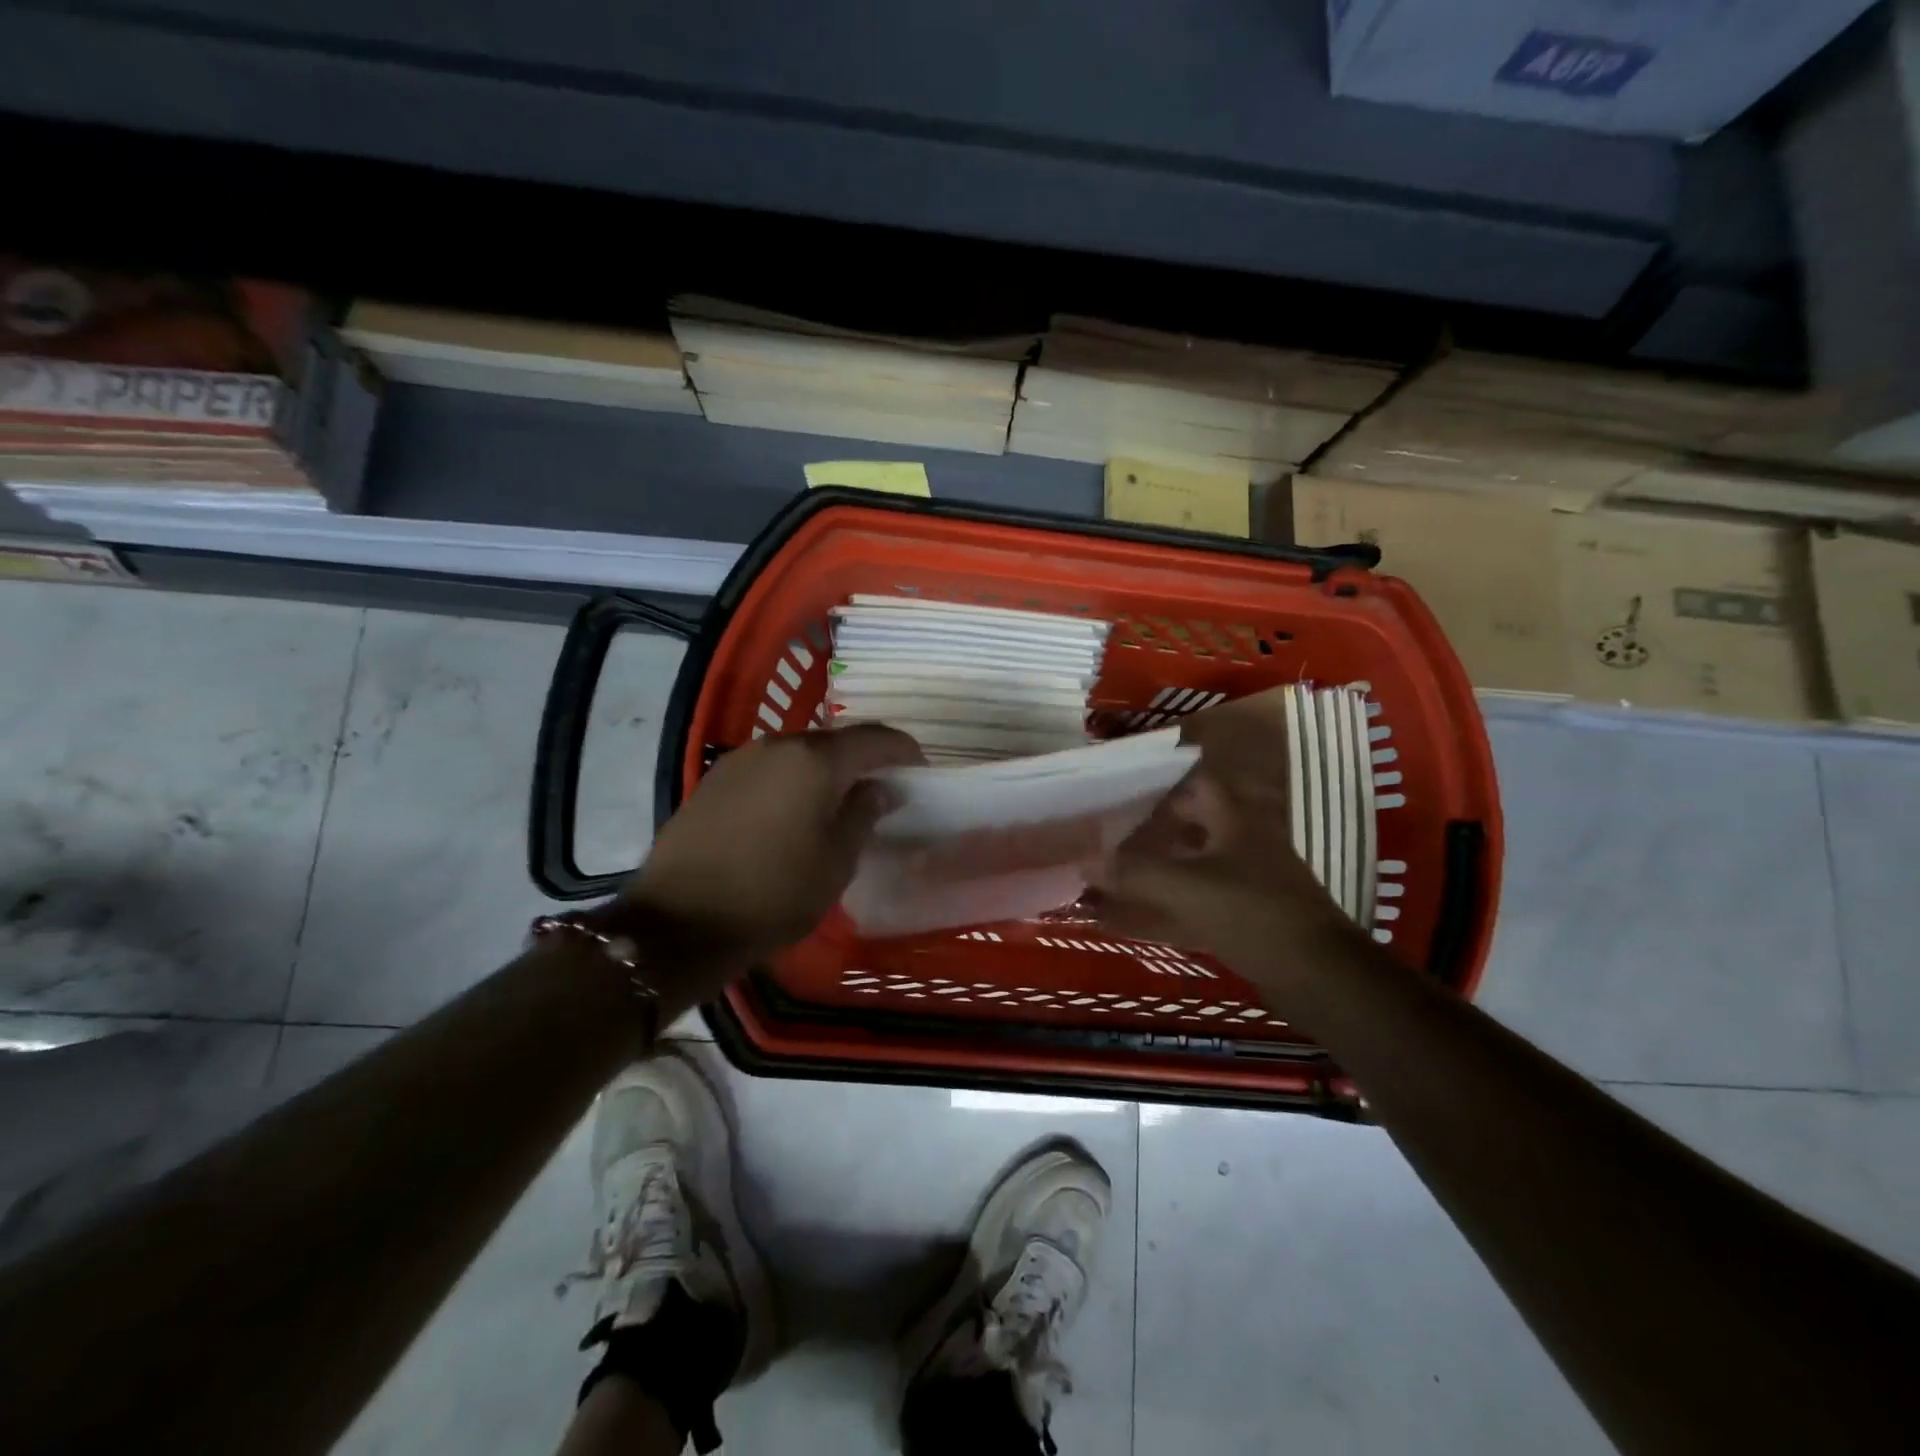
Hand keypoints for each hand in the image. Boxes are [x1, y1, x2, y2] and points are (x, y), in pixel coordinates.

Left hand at [618, 724, 923, 975]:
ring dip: (823, 772)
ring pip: (798, 754)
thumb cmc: (774, 894)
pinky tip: (790, 814)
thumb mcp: (836, 862)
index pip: (874, 738)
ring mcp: (740, 760)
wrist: (679, 922)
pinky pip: (767, 770)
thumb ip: (863, 814)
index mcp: (816, 761)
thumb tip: (879, 788)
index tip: (919, 769)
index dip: (903, 749)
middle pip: (834, 742)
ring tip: (835, 805)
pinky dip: (790, 782)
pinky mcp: (714, 780)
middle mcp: (778, 746)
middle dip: (862, 760)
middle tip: (879, 790)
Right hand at [1087, 688, 1360, 991]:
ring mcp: (1244, 883)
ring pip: (1188, 865)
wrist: (1318, 977)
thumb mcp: (1188, 887)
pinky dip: (1161, 909)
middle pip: (1190, 825)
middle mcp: (1241, 844)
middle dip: (1149, 826)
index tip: (1122, 784)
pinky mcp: (1242, 919)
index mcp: (1235, 822)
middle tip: (1108, 830)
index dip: (1162, 779)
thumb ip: (1134, 872)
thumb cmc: (1255, 914)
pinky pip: (1191, 905)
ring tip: (1110, 871)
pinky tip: (1129, 918)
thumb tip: (1084, 859)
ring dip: (1153, 868)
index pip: (1197, 783)